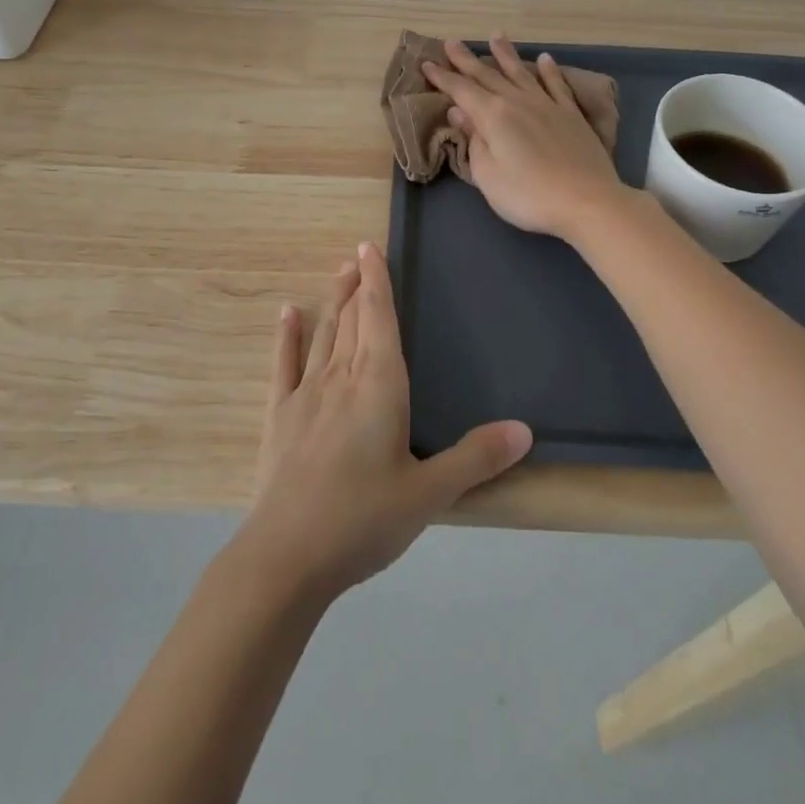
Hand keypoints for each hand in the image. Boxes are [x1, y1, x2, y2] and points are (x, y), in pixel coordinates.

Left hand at [239, 243, 531, 599]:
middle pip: (353, 319)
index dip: (378, 281)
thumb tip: (524, 430)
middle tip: (359, 256)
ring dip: (333, 302)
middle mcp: (341, 377)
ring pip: (324, 334)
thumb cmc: (363, 520)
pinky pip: (284, 364)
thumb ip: (475, 458)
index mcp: (379, 385)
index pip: (380, 318)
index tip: (372, 248)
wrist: (287, 556)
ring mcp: (306, 394)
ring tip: (339, 273)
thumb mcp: (429, 494)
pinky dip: (287, 336)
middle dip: (359, 285)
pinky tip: (288, 312)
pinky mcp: (280, 416)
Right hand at [421, 34, 626, 238]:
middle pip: (488, 75)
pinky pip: (556, 85)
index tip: (427, 63)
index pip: (461, 91)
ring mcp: (547, 105)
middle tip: (451, 42)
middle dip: (466, 60)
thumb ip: (474, 141)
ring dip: (506, 54)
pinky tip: (545, 59)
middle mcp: (518, 102)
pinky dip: (549, 71)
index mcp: (493, 116)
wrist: (587, 201)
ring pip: (521, 73)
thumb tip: (459, 112)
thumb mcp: (488, 175)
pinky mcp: (571, 115)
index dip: (443, 77)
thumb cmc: (528, 195)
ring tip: (496, 36)